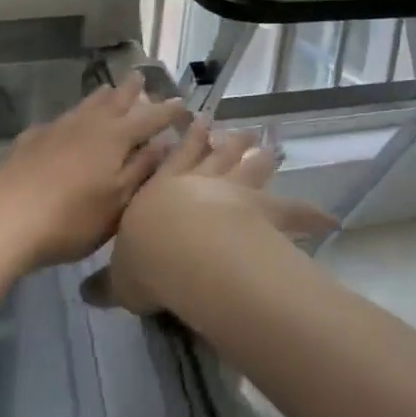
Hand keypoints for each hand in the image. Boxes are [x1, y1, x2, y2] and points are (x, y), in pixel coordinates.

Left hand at [0, 74, 185, 280]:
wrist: (4, 219)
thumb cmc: (71, 219)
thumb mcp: (118, 203)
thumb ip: (143, 170)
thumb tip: (167, 143)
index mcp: (115, 138)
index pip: (149, 118)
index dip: (167, 111)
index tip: (182, 103)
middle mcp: (88, 123)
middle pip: (115, 100)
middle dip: (132, 90)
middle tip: (141, 77)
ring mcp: (57, 127)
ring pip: (86, 104)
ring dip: (103, 96)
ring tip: (110, 90)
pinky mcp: (31, 138)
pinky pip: (62, 119)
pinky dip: (75, 116)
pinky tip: (69, 125)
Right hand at [86, 119, 336, 315]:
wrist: (183, 250)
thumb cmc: (146, 258)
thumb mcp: (120, 275)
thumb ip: (108, 282)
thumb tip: (86, 294)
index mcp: (163, 190)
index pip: (176, 160)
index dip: (188, 142)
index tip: (197, 122)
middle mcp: (200, 183)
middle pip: (217, 156)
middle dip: (227, 143)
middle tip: (239, 130)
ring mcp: (235, 192)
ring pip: (250, 169)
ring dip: (260, 158)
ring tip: (268, 144)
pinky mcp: (264, 211)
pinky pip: (292, 210)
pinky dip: (310, 213)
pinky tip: (329, 215)